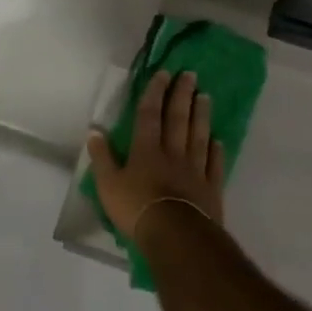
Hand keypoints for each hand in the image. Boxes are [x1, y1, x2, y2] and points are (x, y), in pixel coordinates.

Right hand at [86, 70, 225, 243]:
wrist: (176, 236)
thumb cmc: (136, 209)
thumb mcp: (107, 185)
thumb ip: (101, 157)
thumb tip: (94, 131)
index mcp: (146, 150)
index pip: (150, 115)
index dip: (155, 93)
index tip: (163, 74)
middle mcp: (172, 153)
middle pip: (178, 119)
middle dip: (182, 95)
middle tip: (190, 75)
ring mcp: (195, 170)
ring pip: (199, 136)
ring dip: (202, 115)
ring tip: (206, 96)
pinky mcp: (211, 189)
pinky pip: (214, 164)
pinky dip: (216, 150)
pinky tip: (217, 140)